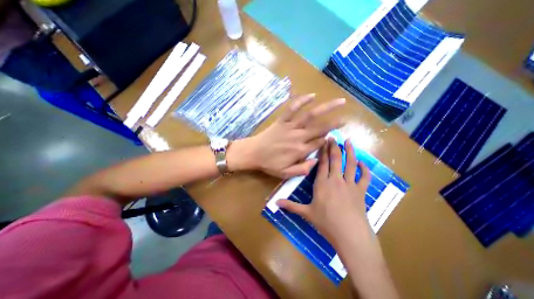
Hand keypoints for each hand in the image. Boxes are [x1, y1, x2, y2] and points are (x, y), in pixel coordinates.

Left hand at [238, 94, 345, 177]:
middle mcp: (298, 136)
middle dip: (335, 123)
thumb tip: (316, 161)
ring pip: (310, 115)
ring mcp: (290, 126)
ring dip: (326, 108)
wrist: (253, 153)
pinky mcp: (282, 120)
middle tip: (346, 118)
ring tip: (339, 101)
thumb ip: (302, 169)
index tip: (333, 139)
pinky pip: (292, 108)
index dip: (327, 141)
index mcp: (300, 150)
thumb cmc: (269, 164)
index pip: (320, 143)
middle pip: (320, 128)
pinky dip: (301, 101)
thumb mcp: (285, 173)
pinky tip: (312, 95)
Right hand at [278, 138, 371, 244]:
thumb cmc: (326, 223)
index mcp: (322, 183)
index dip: (323, 151)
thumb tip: (275, 202)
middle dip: (334, 147)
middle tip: (334, 137)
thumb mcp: (306, 213)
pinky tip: (361, 162)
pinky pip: (364, 177)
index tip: (323, 141)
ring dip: (350, 152)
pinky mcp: (361, 191)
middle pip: (335, 159)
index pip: (322, 163)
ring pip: (350, 163)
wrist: (349, 235)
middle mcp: (336, 180)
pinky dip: (364, 168)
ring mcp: (350, 184)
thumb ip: (291, 206)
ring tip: (349, 141)